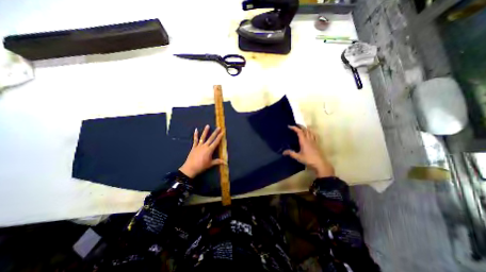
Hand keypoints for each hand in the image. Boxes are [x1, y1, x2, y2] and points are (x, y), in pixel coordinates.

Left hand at [178, 124, 225, 177]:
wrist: (190, 168)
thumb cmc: (202, 166)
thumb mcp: (211, 164)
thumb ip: (218, 162)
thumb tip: (226, 163)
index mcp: (210, 150)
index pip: (216, 142)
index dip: (219, 137)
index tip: (222, 132)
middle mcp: (205, 146)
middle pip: (211, 138)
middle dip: (215, 132)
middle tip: (218, 127)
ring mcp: (199, 146)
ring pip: (203, 137)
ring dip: (205, 131)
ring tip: (207, 125)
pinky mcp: (194, 147)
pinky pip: (195, 140)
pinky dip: (195, 135)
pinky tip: (196, 130)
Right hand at [283, 125, 336, 178]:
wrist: (320, 163)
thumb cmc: (308, 159)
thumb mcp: (298, 157)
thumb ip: (291, 153)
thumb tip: (283, 152)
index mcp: (304, 141)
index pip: (299, 132)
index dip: (294, 128)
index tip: (289, 126)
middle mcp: (309, 139)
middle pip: (305, 130)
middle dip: (300, 126)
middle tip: (295, 125)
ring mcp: (314, 141)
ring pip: (310, 131)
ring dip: (306, 128)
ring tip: (303, 127)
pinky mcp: (317, 143)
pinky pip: (315, 135)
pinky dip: (312, 132)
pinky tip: (311, 133)